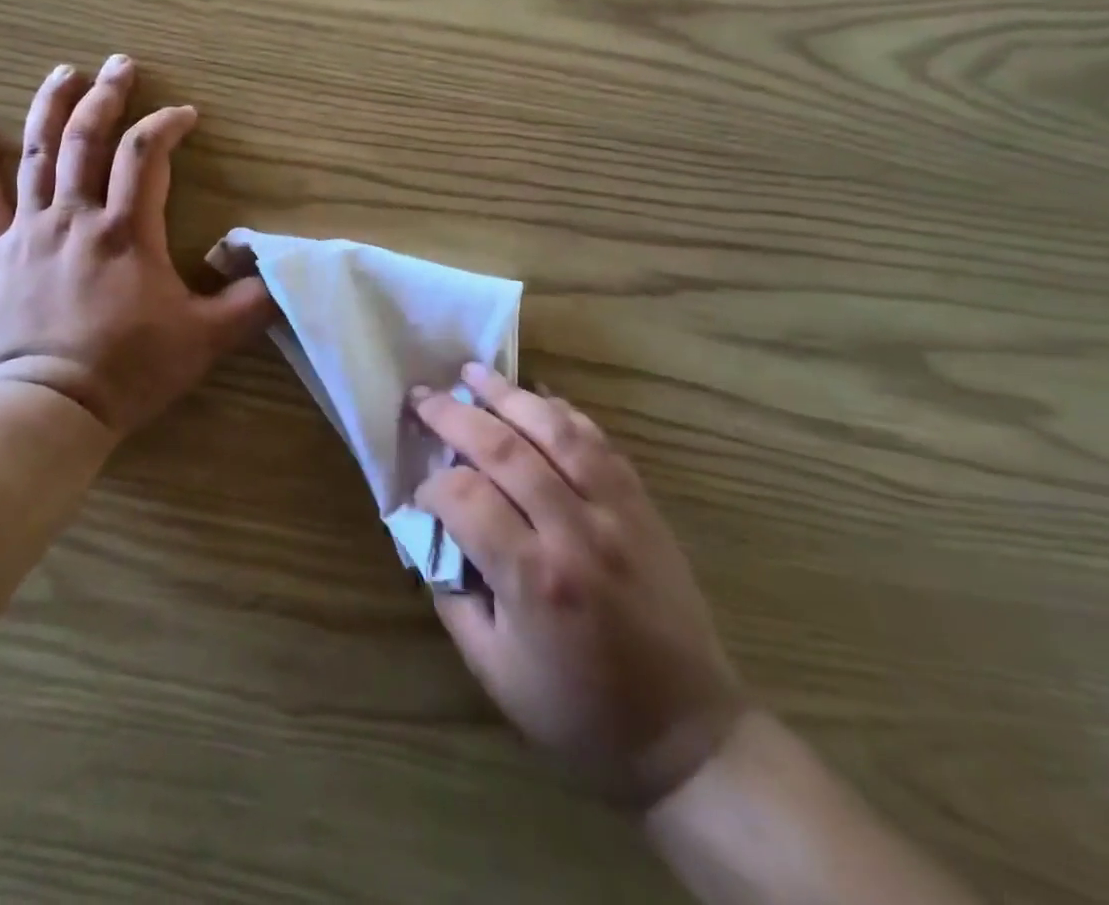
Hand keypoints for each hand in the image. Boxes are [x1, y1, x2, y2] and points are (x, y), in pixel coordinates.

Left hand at [0, 56, 275, 435]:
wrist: (48, 408)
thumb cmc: (129, 370)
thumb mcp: (206, 339)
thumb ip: (250, 302)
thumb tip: (282, 272)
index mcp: (126, 231)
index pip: (147, 154)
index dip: (167, 125)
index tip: (185, 115)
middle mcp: (75, 217)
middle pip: (88, 138)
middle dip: (108, 96)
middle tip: (121, 64)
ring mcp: (29, 232)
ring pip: (37, 154)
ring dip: (51, 108)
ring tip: (64, 73)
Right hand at [412, 366, 745, 808]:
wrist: (688, 735)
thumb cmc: (580, 713)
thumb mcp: (494, 673)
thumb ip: (452, 597)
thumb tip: (430, 534)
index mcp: (534, 581)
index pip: (465, 500)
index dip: (431, 486)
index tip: (420, 492)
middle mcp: (575, 533)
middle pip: (504, 450)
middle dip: (454, 416)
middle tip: (423, 397)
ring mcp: (616, 513)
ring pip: (556, 431)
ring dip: (508, 396)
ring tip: (472, 373)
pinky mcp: (642, 506)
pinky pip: (599, 442)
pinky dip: (563, 411)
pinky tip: (536, 395)